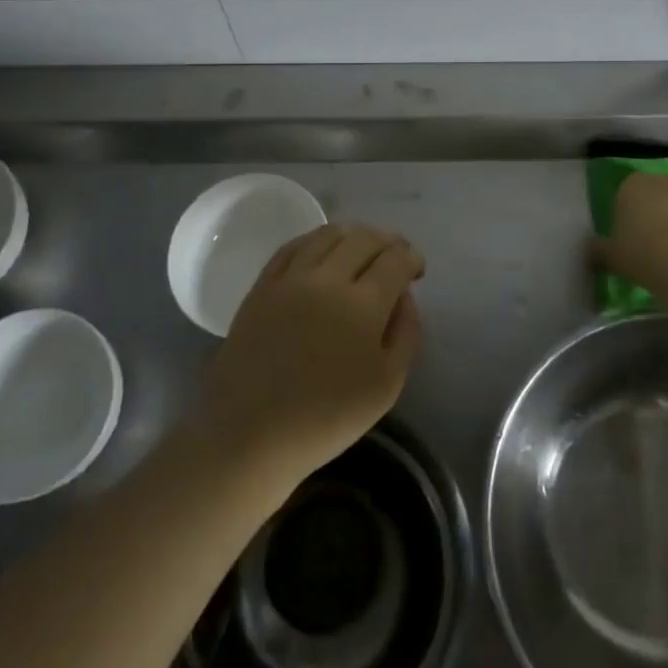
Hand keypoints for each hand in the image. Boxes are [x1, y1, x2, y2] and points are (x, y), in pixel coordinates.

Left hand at [200, 223, 423, 487]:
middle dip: (388, 241)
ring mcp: (290, 278)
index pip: (395, 260)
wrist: (250, 433)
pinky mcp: (262, 285)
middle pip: (365, 238)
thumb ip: (405, 333)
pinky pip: (293, 246)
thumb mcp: (386, 386)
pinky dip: (316, 239)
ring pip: (328, 234)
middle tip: (397, 255)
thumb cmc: (325, 418)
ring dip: (355, 233)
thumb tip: (403, 296)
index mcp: (363, 304)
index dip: (412, 259)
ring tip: (364, 246)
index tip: (417, 270)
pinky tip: (323, 249)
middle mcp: (327, 278)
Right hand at [593, 172, 667, 290]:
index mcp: (635, 185)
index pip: (629, 191)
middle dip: (662, 213)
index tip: (631, 235)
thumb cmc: (642, 254)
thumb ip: (599, 249)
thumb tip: (591, 250)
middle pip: (663, 195)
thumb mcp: (610, 256)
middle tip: (657, 245)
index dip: (631, 212)